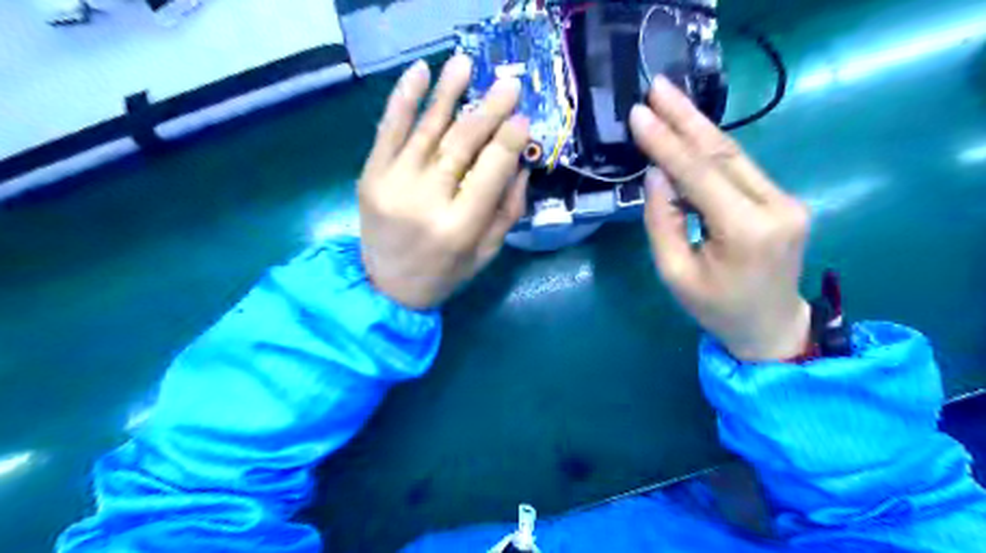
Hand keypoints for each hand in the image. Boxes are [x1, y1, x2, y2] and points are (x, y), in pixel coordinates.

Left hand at [358, 53, 530, 310]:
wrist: (386, 287)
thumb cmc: (445, 273)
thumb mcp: (487, 253)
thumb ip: (507, 210)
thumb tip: (520, 162)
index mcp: (458, 228)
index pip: (490, 173)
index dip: (508, 141)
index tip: (522, 118)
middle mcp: (425, 202)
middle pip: (460, 145)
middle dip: (487, 111)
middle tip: (508, 85)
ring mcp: (392, 185)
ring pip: (427, 130)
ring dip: (448, 94)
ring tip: (466, 64)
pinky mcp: (370, 176)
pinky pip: (387, 129)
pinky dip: (404, 98)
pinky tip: (420, 72)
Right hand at [627, 75, 812, 363]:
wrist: (770, 326)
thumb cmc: (715, 308)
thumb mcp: (675, 274)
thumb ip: (662, 222)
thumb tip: (656, 175)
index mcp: (746, 231)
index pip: (700, 175)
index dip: (667, 143)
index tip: (640, 113)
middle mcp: (775, 206)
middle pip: (723, 152)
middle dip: (686, 118)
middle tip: (658, 86)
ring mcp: (785, 200)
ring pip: (734, 155)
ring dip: (698, 126)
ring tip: (669, 99)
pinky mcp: (783, 200)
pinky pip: (739, 168)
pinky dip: (709, 150)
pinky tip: (688, 133)